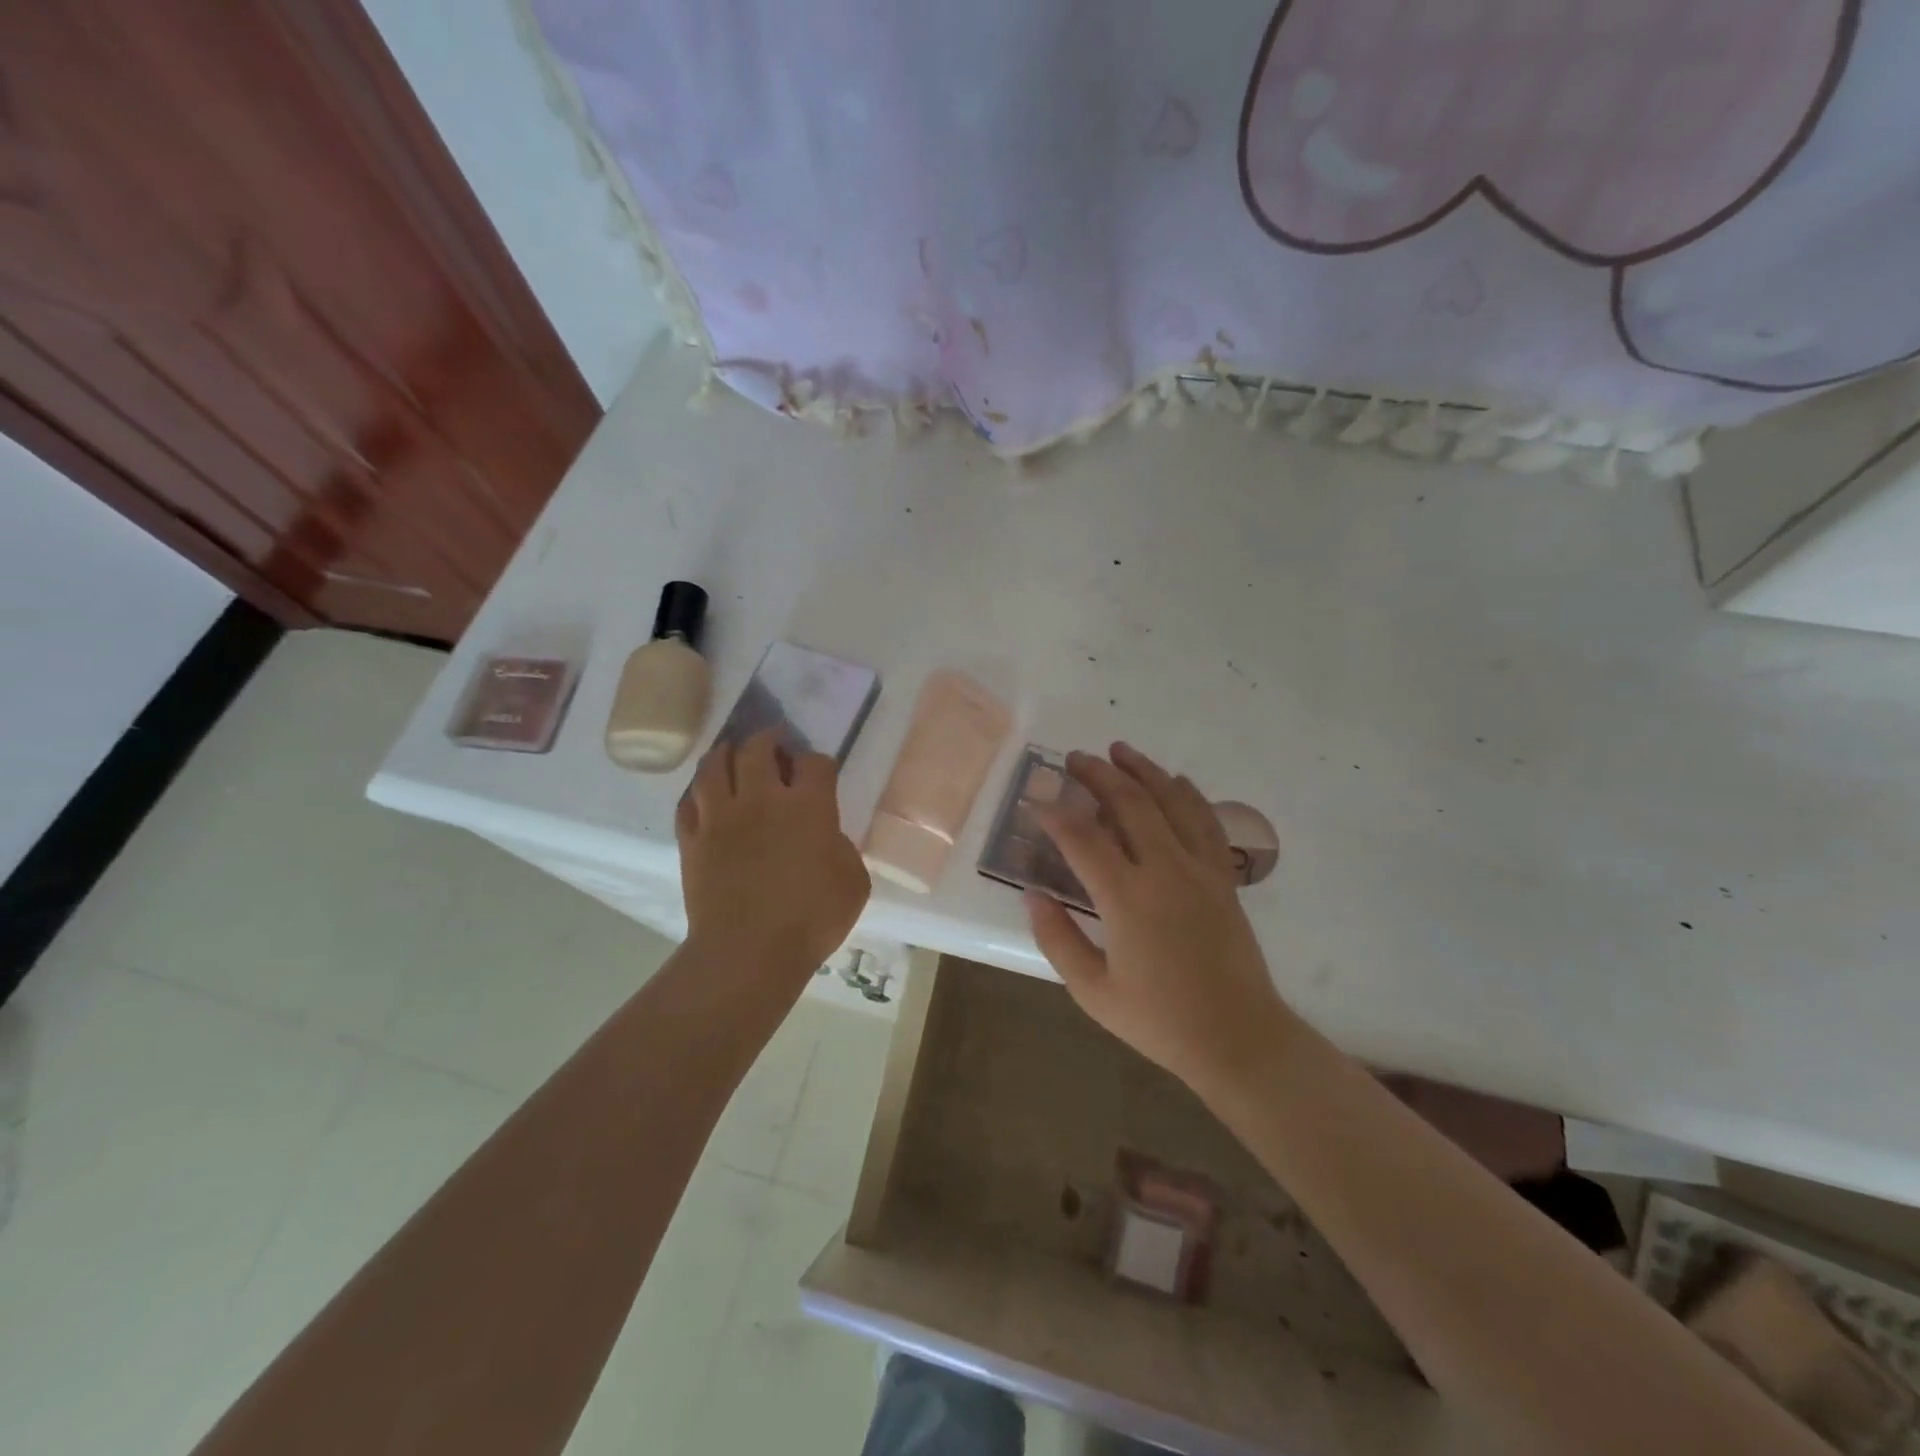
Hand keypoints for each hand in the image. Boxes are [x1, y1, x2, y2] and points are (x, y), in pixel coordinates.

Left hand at [677, 731, 870, 979]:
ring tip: (733, 754)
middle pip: (757, 748)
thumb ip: (842, 847)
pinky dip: (698, 793)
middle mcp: (761, 800)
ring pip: (714, 765)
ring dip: (726, 753)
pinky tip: (705, 796)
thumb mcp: (853, 882)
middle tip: (774, 745)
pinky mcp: (692, 840)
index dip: (818, 761)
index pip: (814, 762)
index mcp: (808, 806)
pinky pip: (688, 802)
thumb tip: (826, 835)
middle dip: (769, 740)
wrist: (748, 952)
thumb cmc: (812, 919)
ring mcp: (721, 818)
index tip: (820, 771)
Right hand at [1025, 742, 1293, 1098]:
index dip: (1055, 814)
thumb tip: (1032, 893)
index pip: (1083, 839)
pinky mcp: (1223, 877)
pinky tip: (1177, 780)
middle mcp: (1165, 871)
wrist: (1238, 1037)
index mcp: (1127, 899)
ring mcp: (1200, 869)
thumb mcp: (1093, 991)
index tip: (1036, 801)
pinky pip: (1207, 822)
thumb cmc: (1159, 1020)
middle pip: (1130, 804)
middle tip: (1075, 758)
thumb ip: (1057, 938)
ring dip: (1143, 770)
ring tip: (1119, 750)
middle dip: (1098, 774)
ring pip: (1171, 801)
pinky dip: (1189, 794)